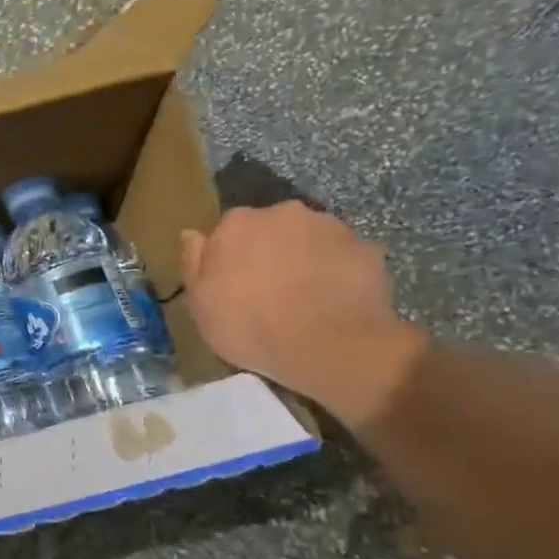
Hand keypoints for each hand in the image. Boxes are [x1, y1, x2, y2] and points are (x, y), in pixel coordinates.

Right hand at [179, 202, 425, 427]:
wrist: (328, 346)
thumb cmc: (250, 326)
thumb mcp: (200, 304)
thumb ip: (193, 262)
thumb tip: (192, 234)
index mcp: (238, 223)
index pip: (228, 229)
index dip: (230, 256)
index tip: (232, 283)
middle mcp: (283, 212)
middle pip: (271, 228)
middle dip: (270, 251)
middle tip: (270, 290)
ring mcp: (330, 227)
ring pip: (309, 238)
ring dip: (305, 258)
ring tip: (306, 297)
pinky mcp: (366, 248)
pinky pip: (344, 257)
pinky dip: (337, 272)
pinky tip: (335, 301)